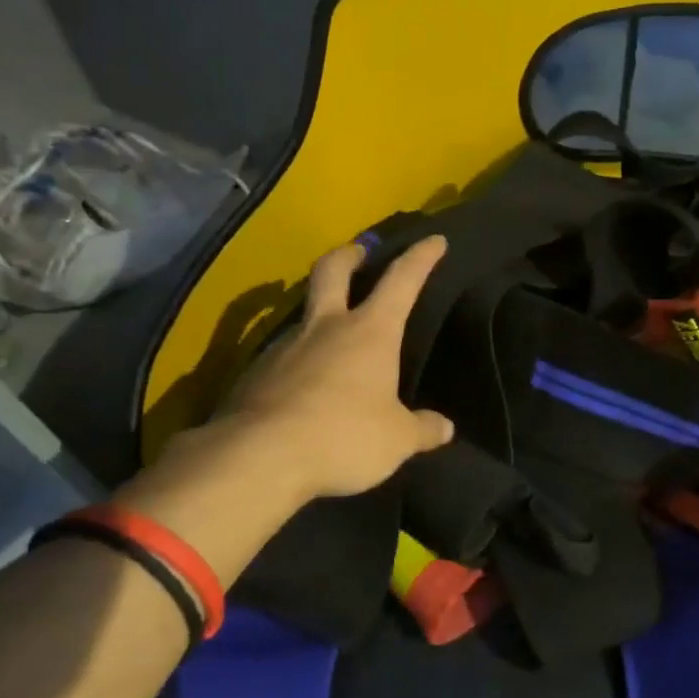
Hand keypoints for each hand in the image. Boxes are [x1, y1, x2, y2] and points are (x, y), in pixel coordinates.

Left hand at [117, 236, 454, 580]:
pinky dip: (297, 362)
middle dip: (349, 255)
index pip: (402, 281)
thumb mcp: (396, 440)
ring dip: (319, 315)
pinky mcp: (254, 375)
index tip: (434, 240)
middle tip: (358, 251)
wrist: (258, 457)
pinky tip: (302, 388)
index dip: (421, 257)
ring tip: (331, 339)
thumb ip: (422, 429)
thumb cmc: (343, 436)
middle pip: (332, 271)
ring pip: (303, 315)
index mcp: (370, 332)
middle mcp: (326, 327)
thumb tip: (444, 427)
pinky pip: (282, 358)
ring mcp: (284, 347)